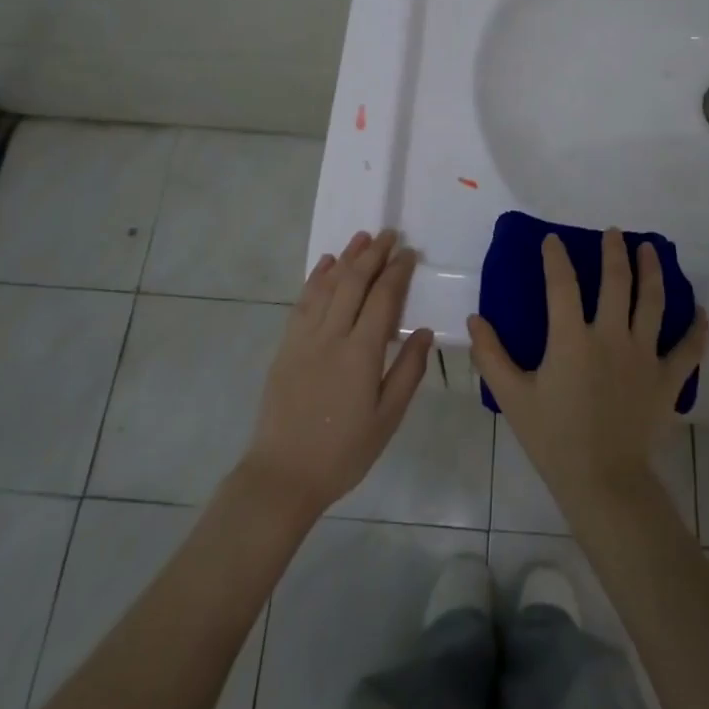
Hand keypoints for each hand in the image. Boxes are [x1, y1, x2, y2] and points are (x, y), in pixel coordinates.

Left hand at [239, 229, 434, 521]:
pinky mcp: (286, 346)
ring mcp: (304, 338)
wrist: (284, 474)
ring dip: (346, 258)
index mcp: (361, 353)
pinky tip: (325, 265)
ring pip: (326, 285)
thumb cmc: (344, 451)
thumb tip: (425, 332)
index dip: (397, 271)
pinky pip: (303, 302)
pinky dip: (315, 279)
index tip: (409, 252)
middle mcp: (331, 335)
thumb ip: (408, 371)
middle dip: (373, 254)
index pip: (383, 298)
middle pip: (353, 282)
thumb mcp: (387, 418)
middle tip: (389, 234)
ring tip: (362, 238)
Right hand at [469, 229, 706, 512]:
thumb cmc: (554, 438)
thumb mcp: (512, 397)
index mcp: (572, 339)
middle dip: (615, 252)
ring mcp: (645, 356)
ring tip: (650, 250)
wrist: (603, 482)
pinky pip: (689, 349)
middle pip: (617, 282)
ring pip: (653, 302)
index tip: (553, 239)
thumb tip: (474, 319)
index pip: (562, 284)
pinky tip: (701, 312)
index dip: (556, 257)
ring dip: (652, 271)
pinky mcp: (668, 379)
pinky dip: (697, 329)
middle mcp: (611, 336)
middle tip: (614, 233)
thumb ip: (491, 355)